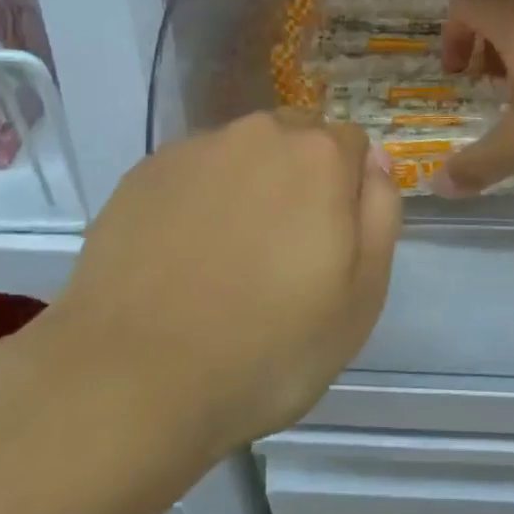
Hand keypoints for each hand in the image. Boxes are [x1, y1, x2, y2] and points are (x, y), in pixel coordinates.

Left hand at [37, 111, 400, 460]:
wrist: (132, 379)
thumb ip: (381, 213)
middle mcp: (257, 134)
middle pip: (296, 138)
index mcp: (318, 156)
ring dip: (248, 185)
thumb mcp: (362, 296)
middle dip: (301, 177)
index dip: (348, 190)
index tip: (332, 241)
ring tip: (226, 256)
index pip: (353, 145)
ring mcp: (194, 150)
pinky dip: (197, 199)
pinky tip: (181, 257)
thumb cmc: (268, 347)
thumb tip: (375, 162)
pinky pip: (192, 173)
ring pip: (242, 153)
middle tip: (283, 249)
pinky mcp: (143, 173)